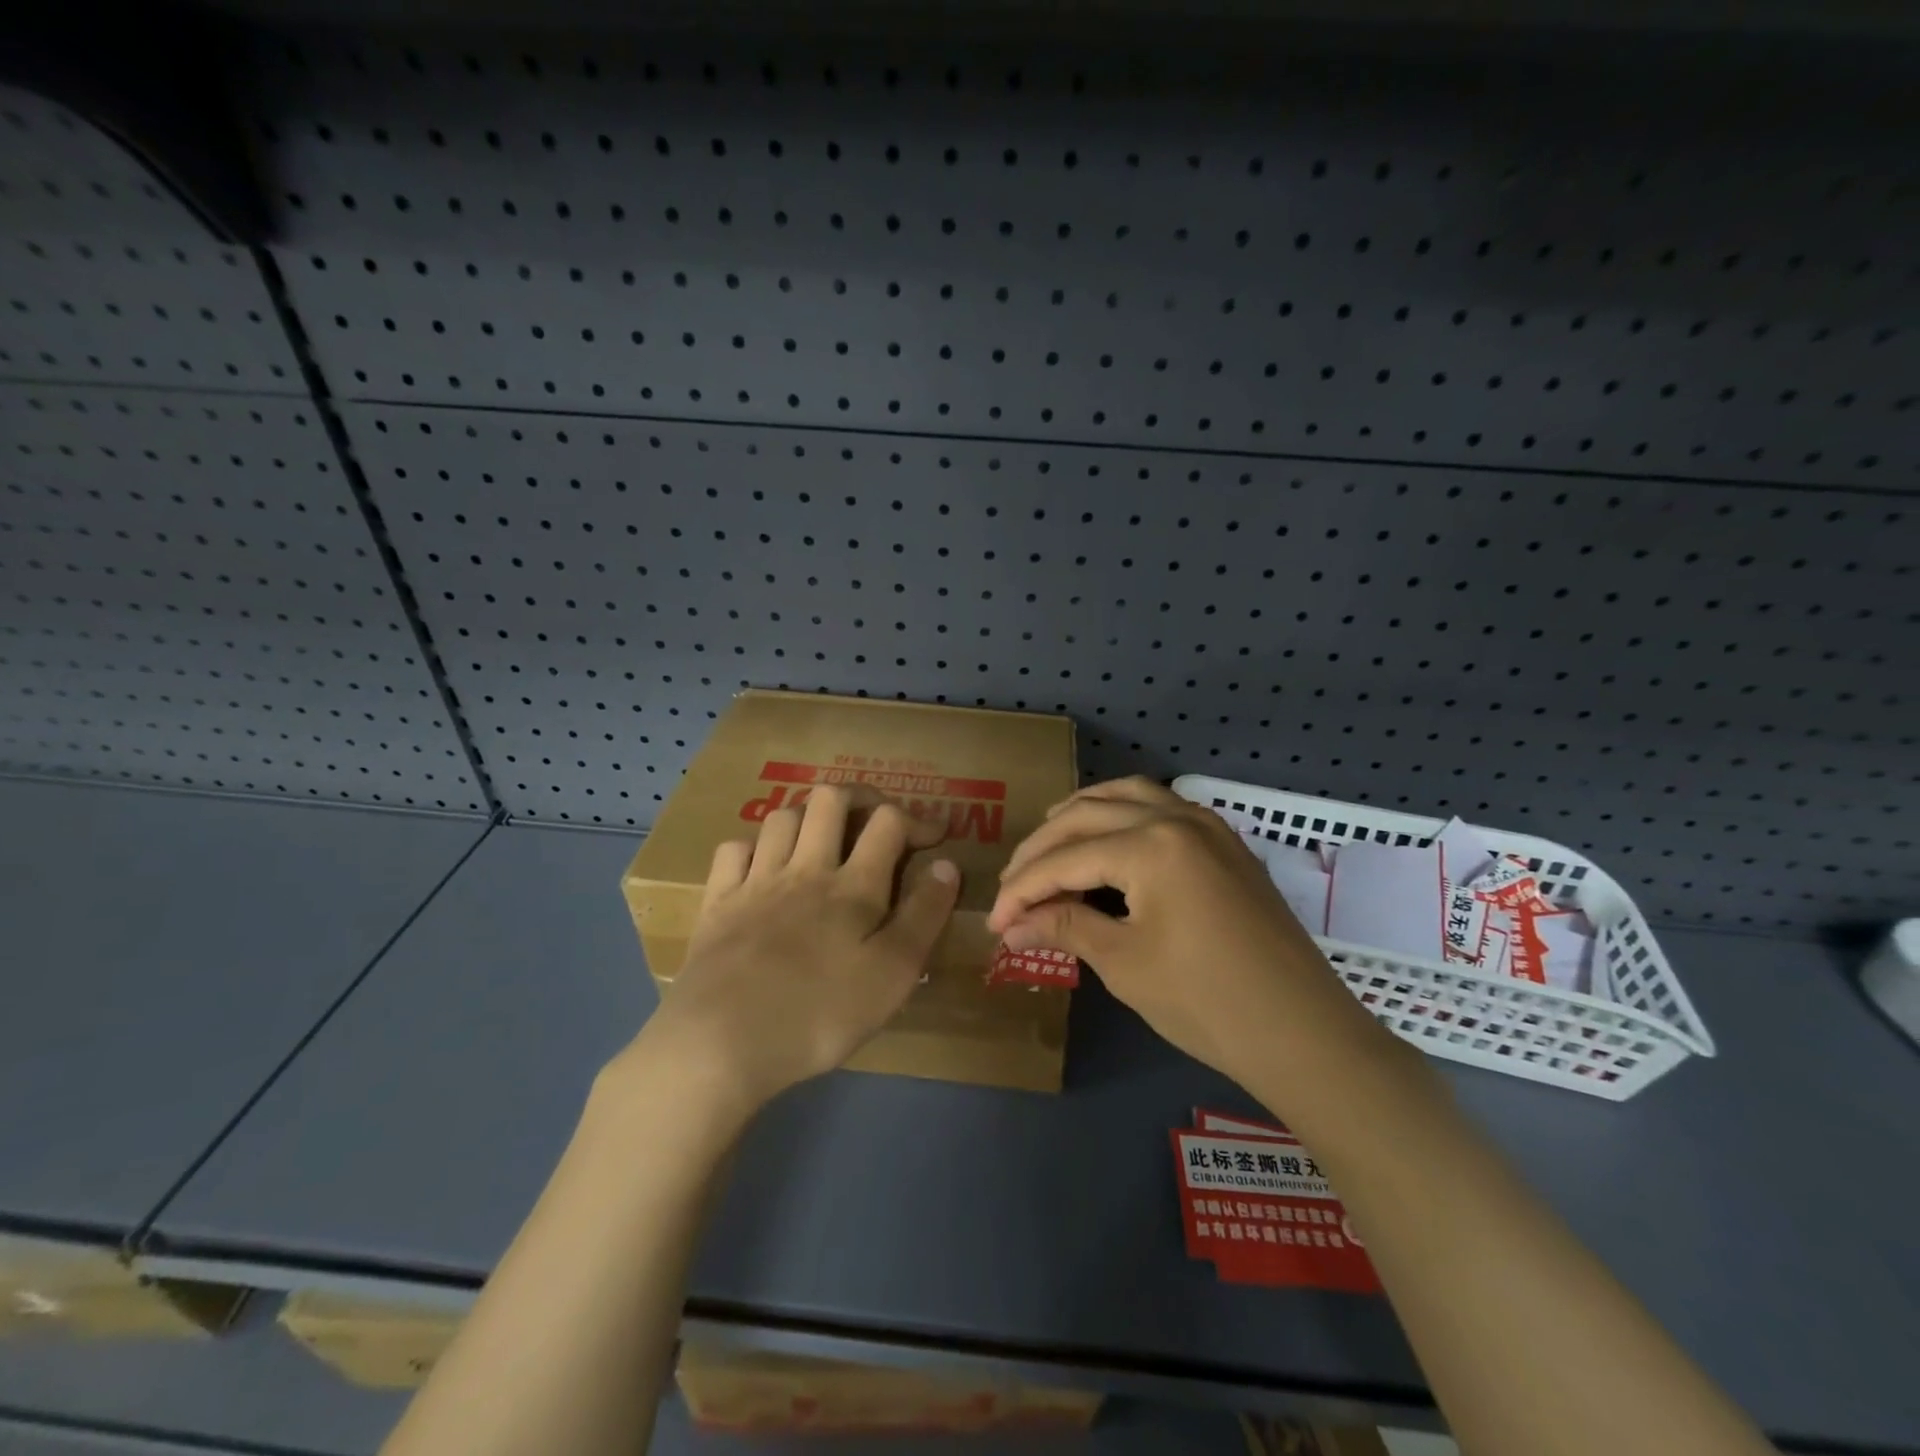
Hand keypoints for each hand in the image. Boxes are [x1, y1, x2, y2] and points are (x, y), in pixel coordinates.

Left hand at [629, 785, 961, 1119]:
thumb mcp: (893, 974)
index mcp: (853, 886)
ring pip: (782, 816)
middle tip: (875, 821)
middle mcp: (805, 868)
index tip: (935, 839)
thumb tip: (947, 864)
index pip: (888, 822)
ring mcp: (756, 881)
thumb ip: (924, 915)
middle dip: (860, 798)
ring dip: (808, 816)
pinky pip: (733, 849)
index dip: (917, 819)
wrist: (721, 1043)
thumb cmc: (819, 1013)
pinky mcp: (718, 903)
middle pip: (830, 799)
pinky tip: (763, 865)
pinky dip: (754, 846)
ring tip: (823, 839)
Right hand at [988, 777, 1384, 1089]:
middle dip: (1041, 850)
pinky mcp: (1224, 842)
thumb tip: (1009, 925)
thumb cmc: (1207, 1002)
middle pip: (1087, 816)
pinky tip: (1107, 840)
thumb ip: (1063, 927)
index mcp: (1151, 844)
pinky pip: (1160, 807)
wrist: (1303, 1035)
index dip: (1021, 890)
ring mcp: (1207, 825)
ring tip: (1048, 843)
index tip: (993, 922)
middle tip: (1011, 887)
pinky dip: (1122, 814)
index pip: (1065, 859)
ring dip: (1081, 815)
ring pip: (1126, 795)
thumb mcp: (1124, 962)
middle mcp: (1177, 817)